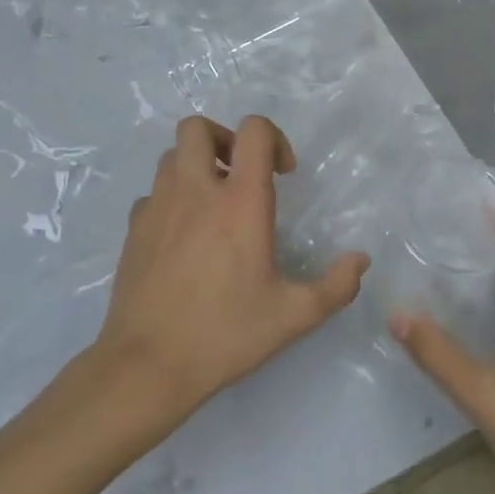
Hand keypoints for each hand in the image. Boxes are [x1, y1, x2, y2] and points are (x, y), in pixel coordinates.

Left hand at [92, 115, 369, 434]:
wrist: (148, 365)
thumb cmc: (225, 334)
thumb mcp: (294, 316)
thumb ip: (336, 286)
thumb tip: (360, 261)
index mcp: (239, 202)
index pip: (253, 131)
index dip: (274, 138)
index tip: (283, 174)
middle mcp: (195, 191)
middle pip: (197, 128)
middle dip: (223, 139)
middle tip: (240, 174)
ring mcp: (158, 207)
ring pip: (172, 156)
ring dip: (196, 166)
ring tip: (214, 203)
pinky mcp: (134, 230)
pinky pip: (153, 194)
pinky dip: (172, 199)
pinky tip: (184, 236)